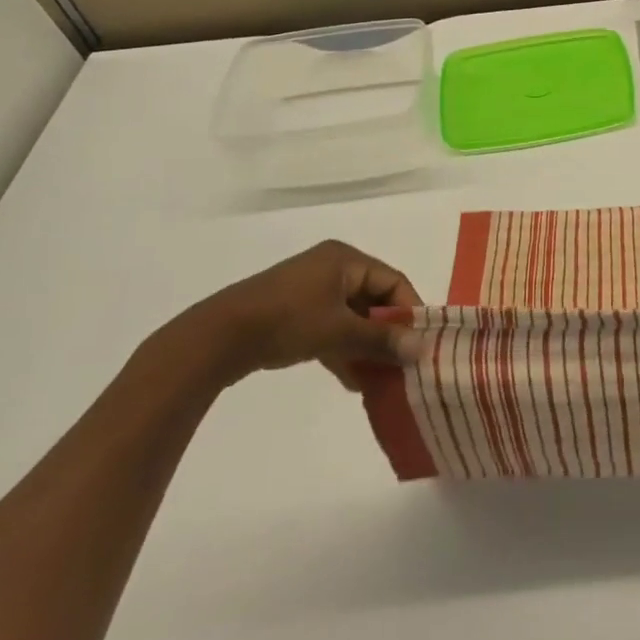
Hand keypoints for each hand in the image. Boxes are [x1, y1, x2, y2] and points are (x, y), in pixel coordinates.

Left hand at [196, 239, 423, 389]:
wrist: (218, 338)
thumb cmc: (287, 321)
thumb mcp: (340, 331)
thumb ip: (382, 339)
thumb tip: (421, 349)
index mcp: (345, 258)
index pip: (393, 280)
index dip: (409, 310)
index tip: (420, 342)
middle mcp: (331, 267)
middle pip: (373, 299)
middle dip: (388, 332)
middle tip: (402, 362)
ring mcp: (310, 290)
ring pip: (352, 317)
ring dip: (366, 346)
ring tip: (380, 378)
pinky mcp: (293, 312)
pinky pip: (331, 327)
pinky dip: (343, 349)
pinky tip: (353, 381)